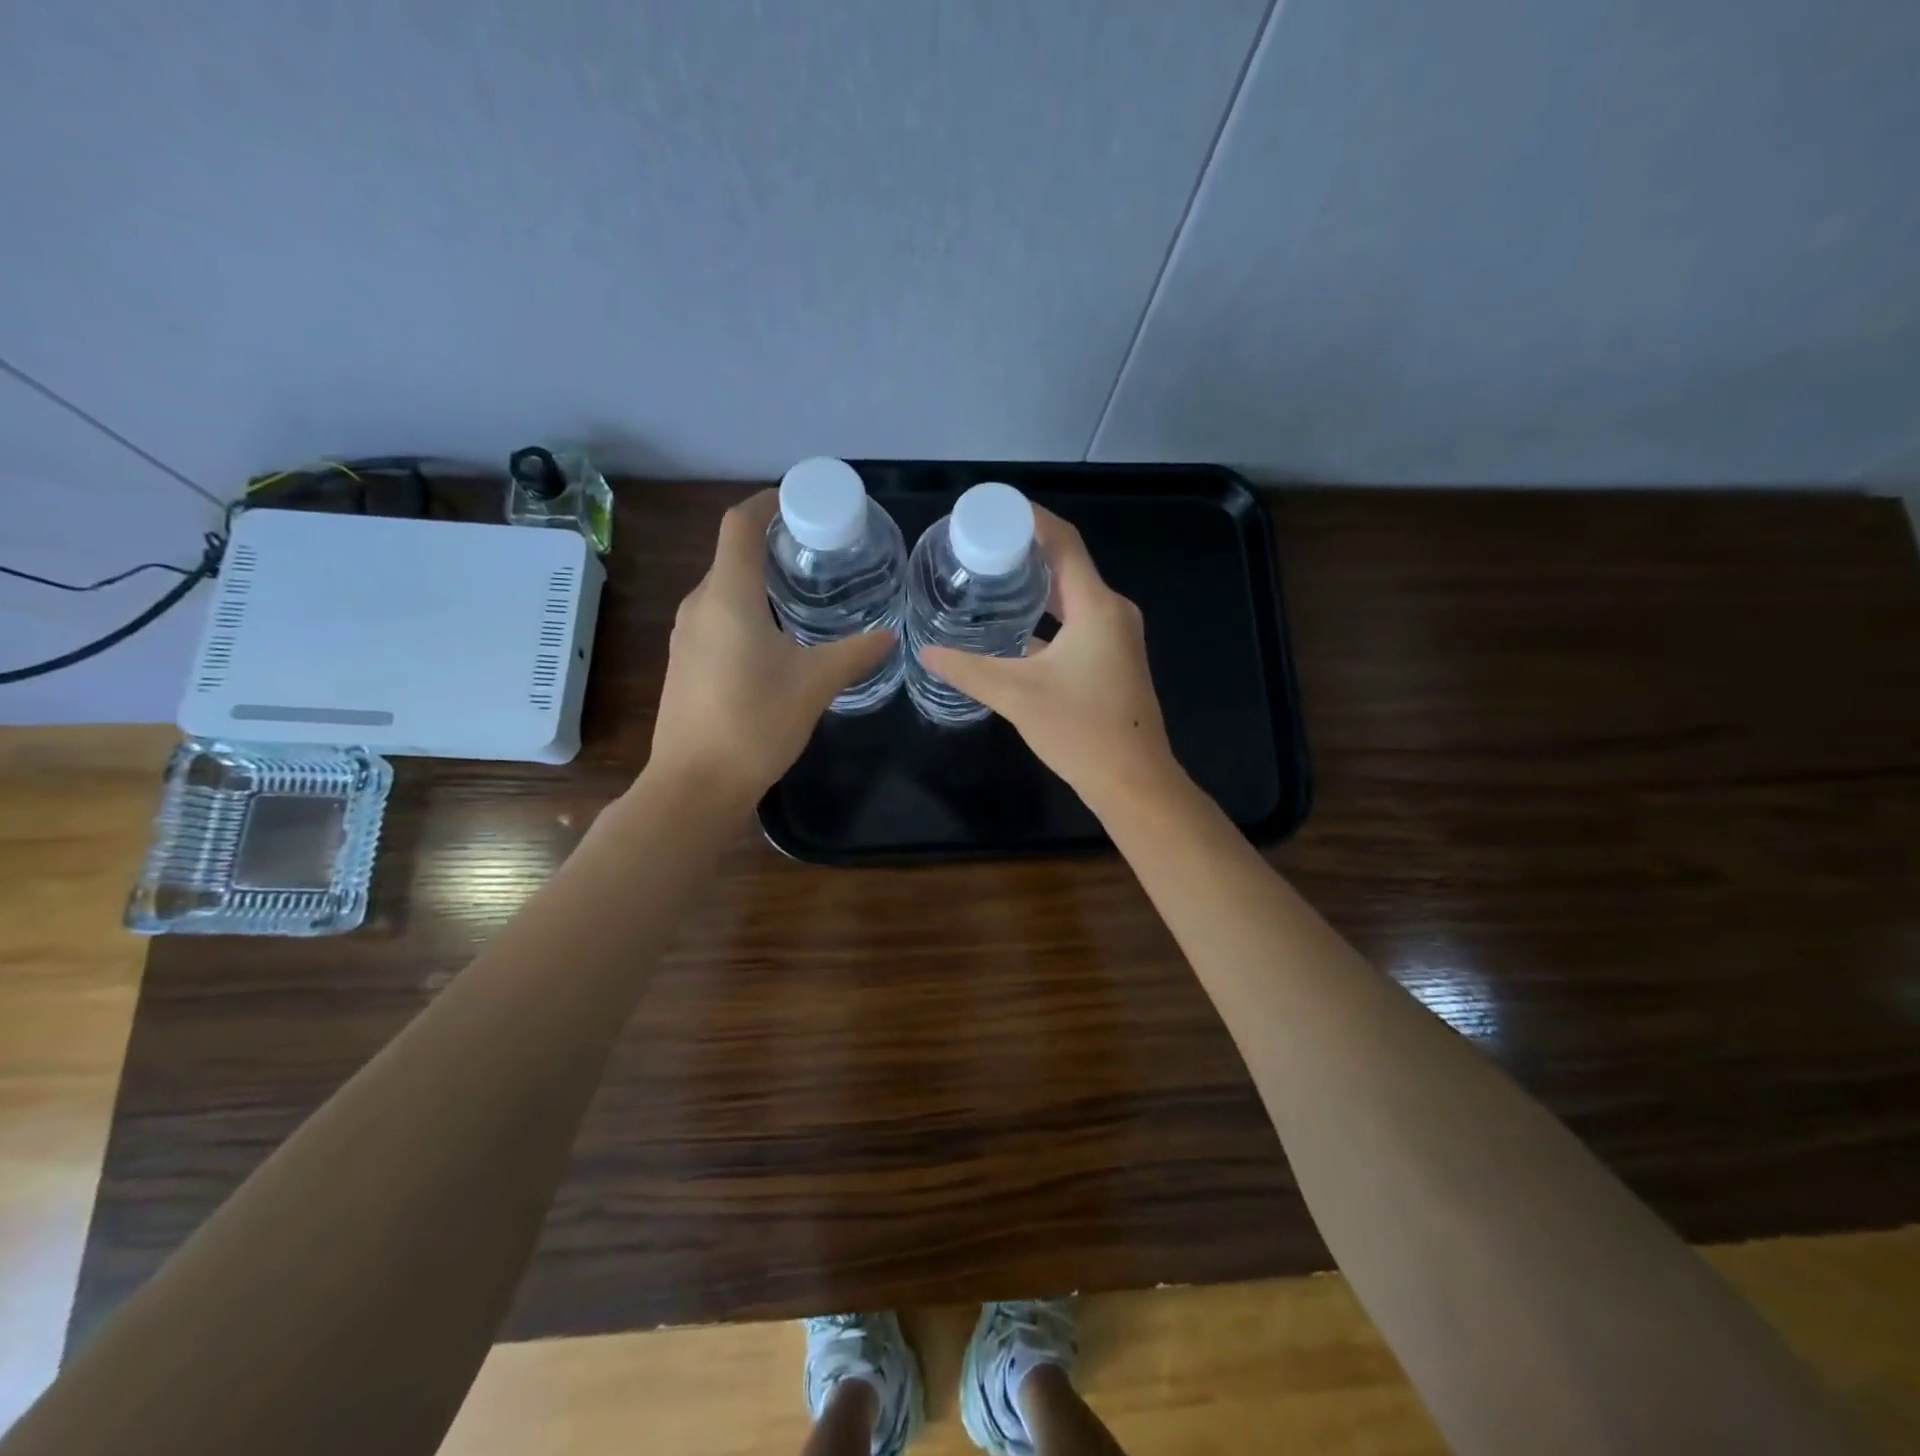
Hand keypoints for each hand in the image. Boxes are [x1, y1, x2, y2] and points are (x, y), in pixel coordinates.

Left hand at [649, 490, 894, 805]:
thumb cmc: (755, 723)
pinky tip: (778, 639)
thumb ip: (855, 654)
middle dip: (773, 545)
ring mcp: (686, 636)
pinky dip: (748, 612)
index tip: (801, 501)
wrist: (696, 784)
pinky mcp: (685, 663)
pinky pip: (718, 619)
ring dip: (761, 582)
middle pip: (733, 555)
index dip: (767, 502)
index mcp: (728, 596)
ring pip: (726, 590)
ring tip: (805, 593)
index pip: (739, 524)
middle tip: (820, 552)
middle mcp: (699, 606)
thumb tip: (889, 636)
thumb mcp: (815, 684)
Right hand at [920, 507, 1178, 812]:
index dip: (1029, 518)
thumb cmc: (1080, 731)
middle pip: (1067, 565)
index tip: (991, 510)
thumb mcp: (1016, 695)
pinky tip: (1012, 630)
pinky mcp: (1113, 660)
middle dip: (1024, 553)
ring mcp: (1117, 637)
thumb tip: (926, 652)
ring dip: (1034, 587)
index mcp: (1097, 606)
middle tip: (977, 547)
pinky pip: (1077, 623)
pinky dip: (1046, 619)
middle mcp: (1112, 612)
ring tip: (989, 580)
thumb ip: (968, 670)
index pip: (1063, 542)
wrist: (1133, 782)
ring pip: (1071, 597)